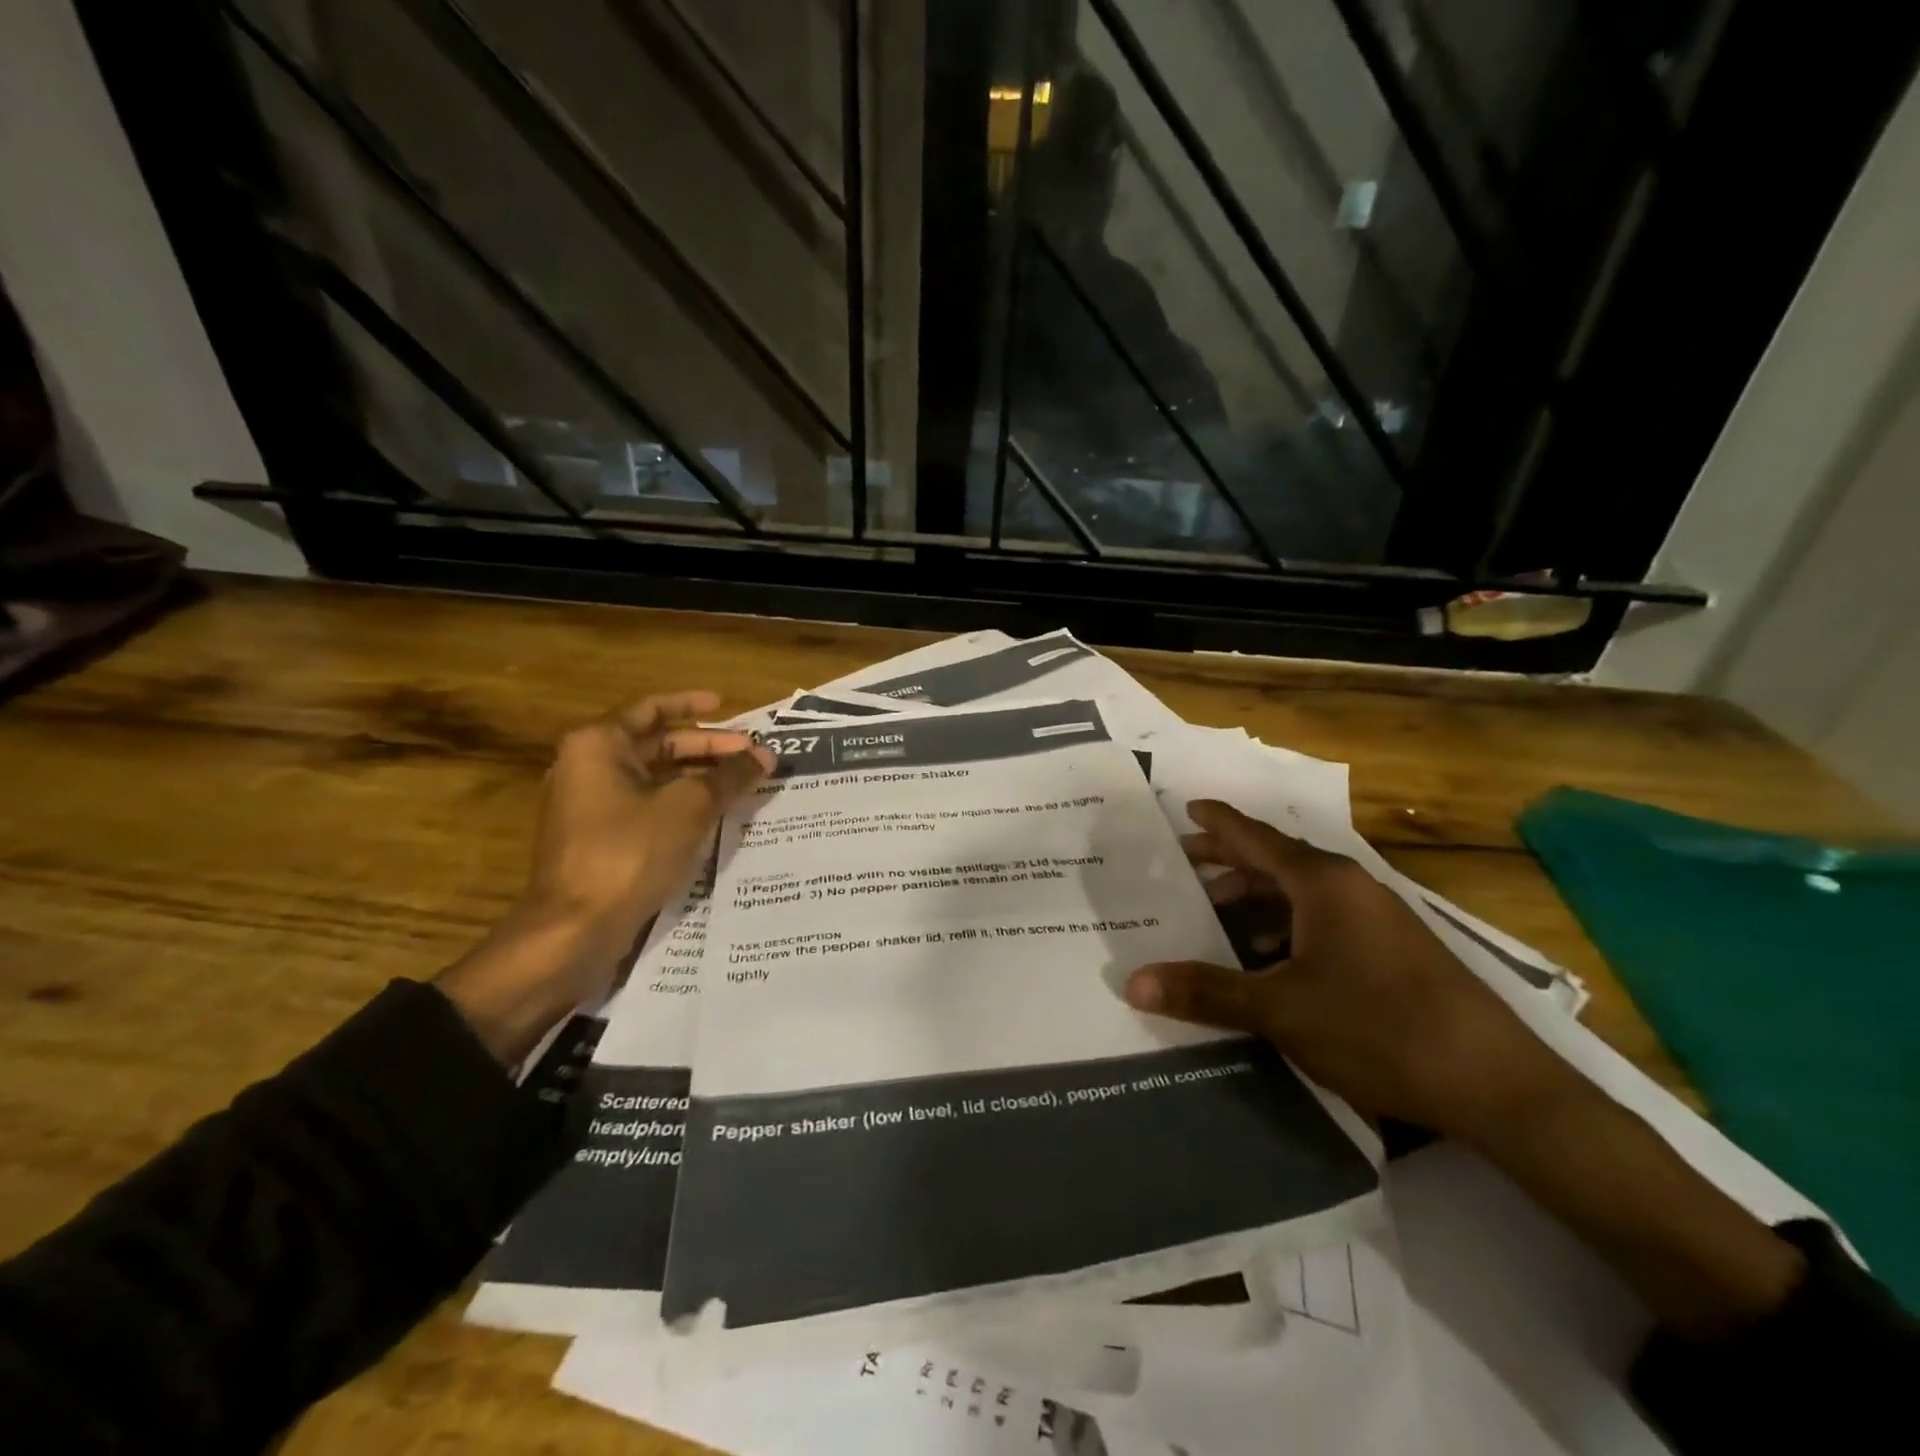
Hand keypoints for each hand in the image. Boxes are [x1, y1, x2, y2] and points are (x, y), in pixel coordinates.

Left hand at [519, 690, 773, 966]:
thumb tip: (767, 754)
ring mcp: (589, 806)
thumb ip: (729, 776)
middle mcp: (587, 767)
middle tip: (750, 753)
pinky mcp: (597, 839)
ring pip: (653, 778)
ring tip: (741, 783)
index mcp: (599, 745)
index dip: (691, 704)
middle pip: (655, 744)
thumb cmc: (628, 852)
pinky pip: (645, 806)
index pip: (651, 709)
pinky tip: (714, 816)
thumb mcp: (688, 807)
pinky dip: (679, 803)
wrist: (574, 929)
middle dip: (706, 747)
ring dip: (697, 777)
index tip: (726, 705)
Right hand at [1124, 799, 1579, 1143]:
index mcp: (1322, 883)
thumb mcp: (1281, 1010)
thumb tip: (1133, 982)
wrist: (1499, 1086)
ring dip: (1254, 901)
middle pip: (1275, 862)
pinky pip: (1322, 921)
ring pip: (1299, 895)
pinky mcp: (1393, 951)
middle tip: (1181, 868)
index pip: (1256, 837)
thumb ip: (1207, 992)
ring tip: (1212, 916)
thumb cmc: (1380, 1028)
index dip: (1218, 822)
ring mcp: (1377, 919)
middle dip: (1227, 863)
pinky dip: (1284, 928)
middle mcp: (1350, 888)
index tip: (1186, 807)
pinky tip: (1266, 960)